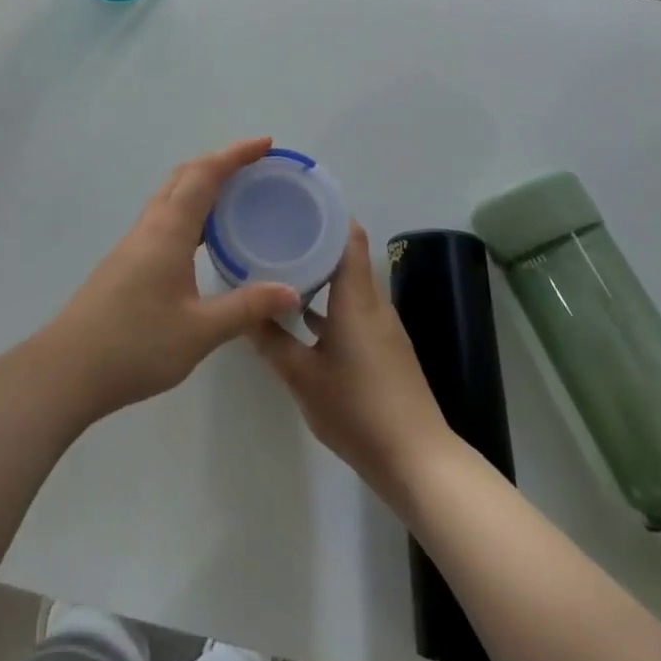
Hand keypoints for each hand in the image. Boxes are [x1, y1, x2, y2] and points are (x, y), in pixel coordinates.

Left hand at [37, 138, 300, 423]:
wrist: (68, 367)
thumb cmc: (135, 345)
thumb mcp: (199, 330)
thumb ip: (246, 308)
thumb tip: (291, 291)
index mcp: (169, 230)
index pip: (205, 175)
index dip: (235, 154)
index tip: (265, 143)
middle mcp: (150, 226)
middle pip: (184, 175)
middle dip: (219, 161)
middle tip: (255, 165)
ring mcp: (134, 242)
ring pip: (170, 194)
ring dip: (201, 183)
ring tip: (235, 194)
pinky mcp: (127, 260)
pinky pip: (164, 216)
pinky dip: (189, 208)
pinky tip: (203, 236)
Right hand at [248, 224, 455, 507]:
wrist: (417, 461)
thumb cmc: (358, 410)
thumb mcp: (302, 376)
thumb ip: (270, 341)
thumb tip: (242, 310)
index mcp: (356, 297)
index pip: (349, 234)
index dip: (325, 211)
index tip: (293, 200)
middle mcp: (372, 302)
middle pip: (346, 253)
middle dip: (312, 237)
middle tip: (274, 229)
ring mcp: (380, 326)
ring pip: (348, 281)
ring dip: (319, 269)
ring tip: (280, 263)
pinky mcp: (382, 347)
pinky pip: (352, 306)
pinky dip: (329, 300)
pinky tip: (301, 313)